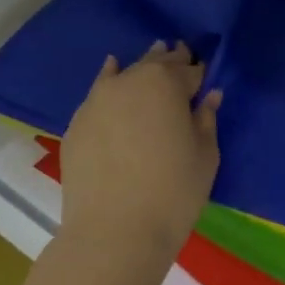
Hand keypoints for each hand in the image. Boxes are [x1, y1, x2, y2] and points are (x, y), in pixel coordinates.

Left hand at [59, 41, 222, 259]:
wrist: (114, 231)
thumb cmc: (173, 193)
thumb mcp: (205, 156)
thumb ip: (206, 120)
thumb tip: (209, 96)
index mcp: (165, 84)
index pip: (188, 71)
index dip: (198, 74)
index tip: (203, 76)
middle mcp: (128, 82)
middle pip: (153, 66)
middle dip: (169, 62)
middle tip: (179, 52)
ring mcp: (96, 101)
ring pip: (122, 75)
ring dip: (138, 68)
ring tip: (149, 60)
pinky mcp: (76, 124)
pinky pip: (98, 95)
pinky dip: (109, 84)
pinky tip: (111, 74)